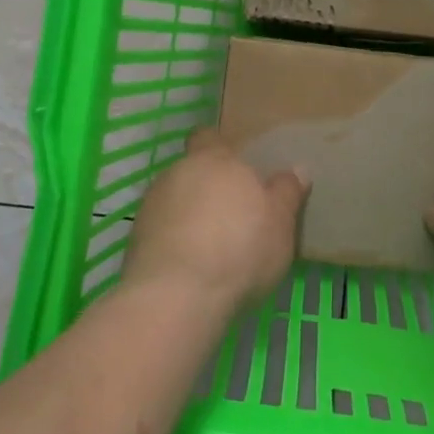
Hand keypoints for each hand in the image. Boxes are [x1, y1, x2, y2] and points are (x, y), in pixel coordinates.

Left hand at [121, 129, 308, 315]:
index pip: (208, 136)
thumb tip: (298, 169)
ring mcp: (151, 205)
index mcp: (214, 159)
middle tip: (232, 215)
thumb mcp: (280, 221)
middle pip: (192, 171)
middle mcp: (178, 172)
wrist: (176, 296)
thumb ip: (287, 192)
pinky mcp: (135, 240)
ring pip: (174, 201)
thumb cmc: (240, 248)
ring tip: (211, 246)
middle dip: (207, 188)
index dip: (218, 148)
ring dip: (189, 216)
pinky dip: (174, 242)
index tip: (233, 168)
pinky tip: (191, 267)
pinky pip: (161, 231)